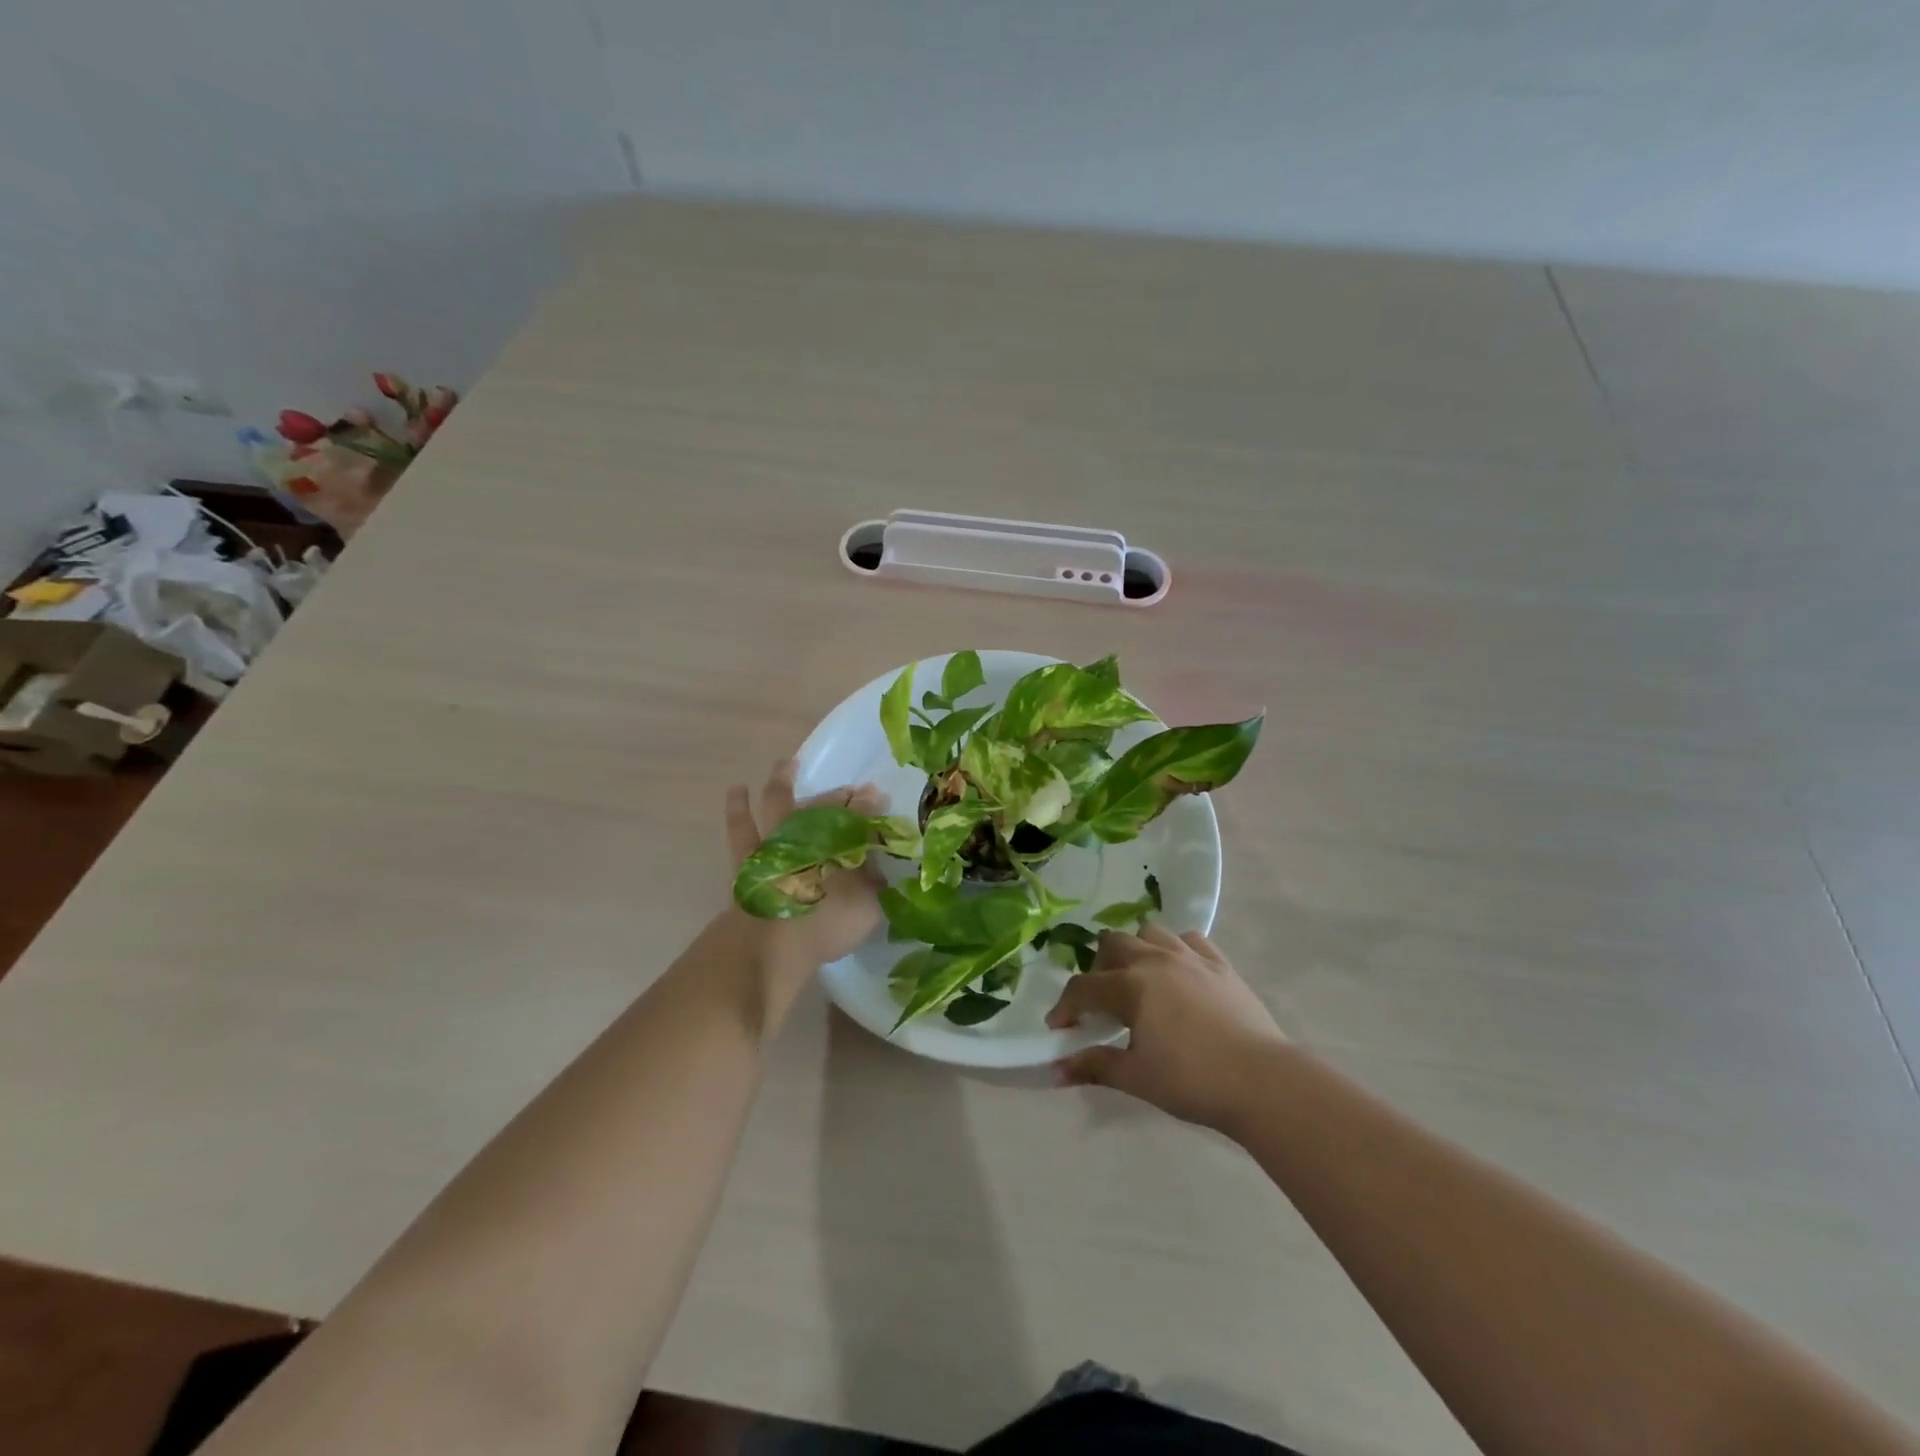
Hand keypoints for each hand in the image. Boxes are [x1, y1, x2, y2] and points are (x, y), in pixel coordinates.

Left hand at [723, 760, 886, 1004]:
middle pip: (825, 806)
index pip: (861, 816)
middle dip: (839, 796)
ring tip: (786, 765)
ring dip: (783, 781)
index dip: (870, 805)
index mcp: (842, 844)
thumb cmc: (825, 924)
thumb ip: (873, 882)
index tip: (877, 796)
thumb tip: (878, 865)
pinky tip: (738, 789)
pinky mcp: (747, 856)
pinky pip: (741, 825)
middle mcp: (810, 833)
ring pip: (779, 802)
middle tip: (849, 791)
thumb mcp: (866, 904)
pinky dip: (739, 806)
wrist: (771, 946)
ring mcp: (776, 841)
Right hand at [1047, 924, 1287, 1131]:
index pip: (1083, 988)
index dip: (1065, 1007)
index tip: (1059, 1029)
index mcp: (1130, 985)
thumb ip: (1094, 1066)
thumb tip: (1054, 1070)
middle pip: (1112, 945)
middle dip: (1097, 970)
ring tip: (1138, 981)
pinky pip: (1190, 939)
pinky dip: (1176, 949)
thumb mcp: (1136, 1077)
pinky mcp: (1220, 963)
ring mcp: (1190, 957)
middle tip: (1101, 1003)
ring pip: (1149, 933)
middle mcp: (1156, 959)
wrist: (1262, 1081)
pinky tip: (1179, 972)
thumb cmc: (1192, 1080)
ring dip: (1135, 950)